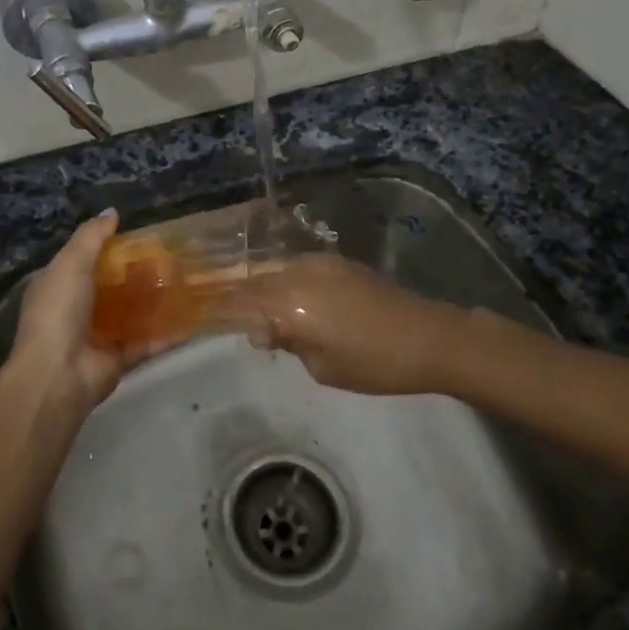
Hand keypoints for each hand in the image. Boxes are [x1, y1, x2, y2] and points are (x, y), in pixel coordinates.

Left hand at [8, 210, 167, 409]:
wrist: (58, 374)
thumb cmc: (59, 310)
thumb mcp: (71, 263)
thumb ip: (91, 236)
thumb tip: (112, 212)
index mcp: (59, 286)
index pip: (84, 261)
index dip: (109, 248)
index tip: (139, 236)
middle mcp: (76, 310)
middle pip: (111, 287)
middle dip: (137, 273)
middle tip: (170, 257)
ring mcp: (98, 336)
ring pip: (131, 314)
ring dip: (154, 301)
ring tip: (186, 282)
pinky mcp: (118, 359)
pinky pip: (146, 342)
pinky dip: (166, 334)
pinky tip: (191, 320)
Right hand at [226, 255, 470, 396]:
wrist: (428, 337)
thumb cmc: (373, 362)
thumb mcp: (322, 366)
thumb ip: (286, 342)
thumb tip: (261, 331)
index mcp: (289, 300)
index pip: (241, 300)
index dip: (219, 308)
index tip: (200, 315)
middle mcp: (298, 273)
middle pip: (255, 281)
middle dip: (237, 296)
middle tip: (223, 314)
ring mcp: (320, 263)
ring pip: (276, 273)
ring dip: (262, 289)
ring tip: (255, 312)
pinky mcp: (339, 263)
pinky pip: (298, 270)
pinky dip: (285, 283)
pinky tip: (288, 302)